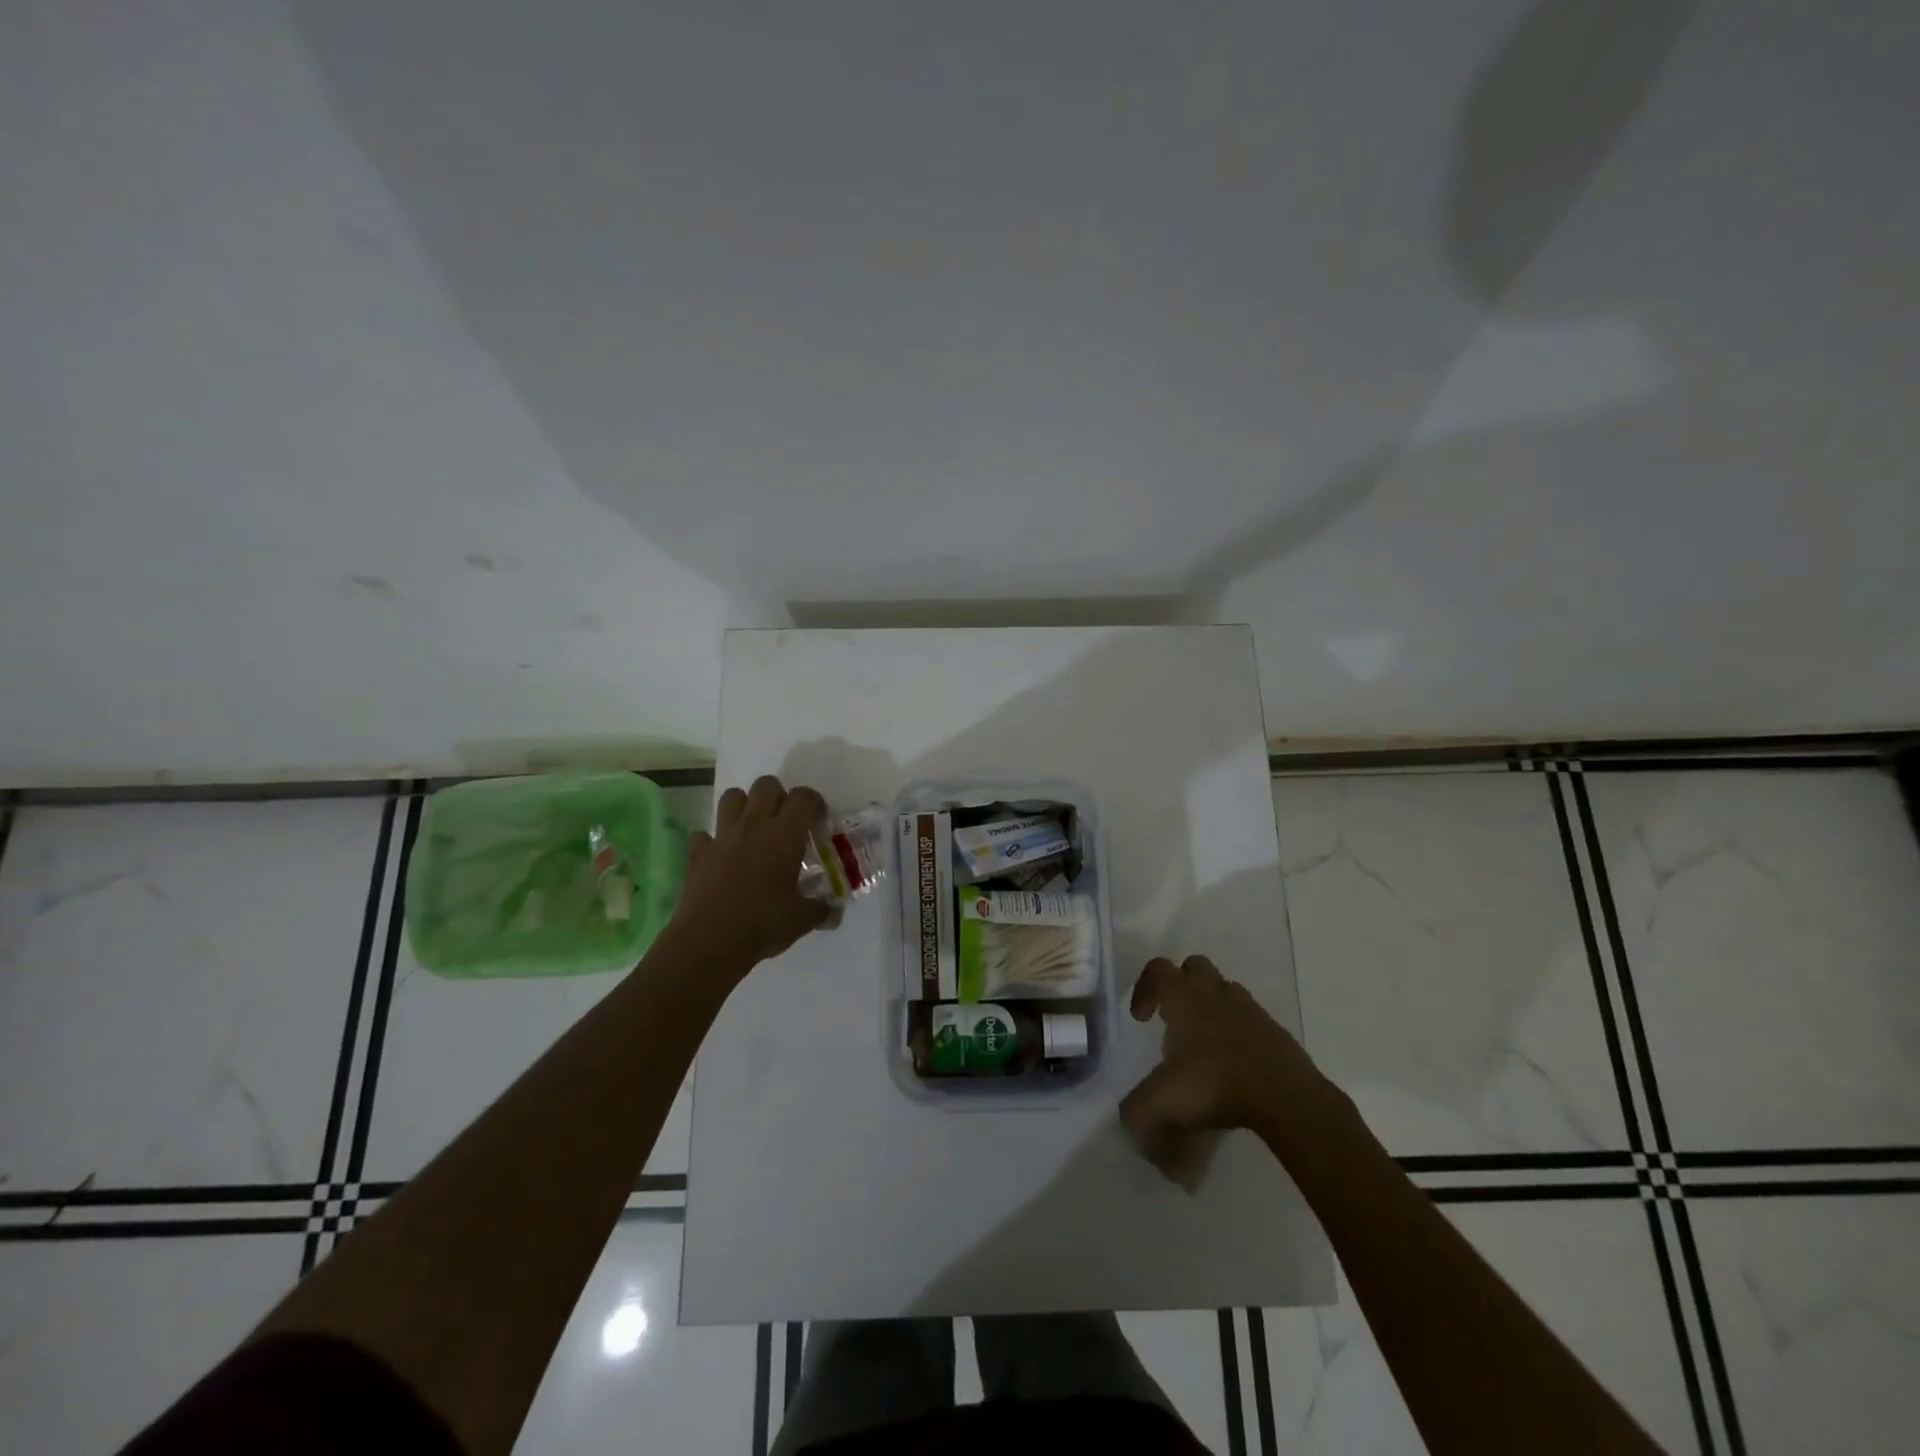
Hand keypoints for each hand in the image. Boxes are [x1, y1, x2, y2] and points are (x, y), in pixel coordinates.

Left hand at [668, 776, 830, 975]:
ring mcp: (722, 837)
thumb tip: (833, 912)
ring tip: (754, 828)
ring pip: (732, 797)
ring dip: (745, 805)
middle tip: (786, 822)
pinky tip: (721, 856)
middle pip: (766, 785)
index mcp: (784, 835)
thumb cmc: (763, 925)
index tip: (819, 820)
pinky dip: (713, 840)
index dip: (814, 803)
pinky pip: (703, 834)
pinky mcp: (697, 853)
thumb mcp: (802, 920)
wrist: (709, 942)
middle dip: (779, 795)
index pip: (803, 798)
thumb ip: (820, 910)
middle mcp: (753, 826)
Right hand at [1120, 956, 1331, 1158]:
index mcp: (1184, 996)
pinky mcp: (1274, 1029)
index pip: (1156, 970)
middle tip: (1172, 1020)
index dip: (1143, 989)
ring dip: (1209, 1006)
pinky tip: (1232, 1063)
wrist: (1285, 1096)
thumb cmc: (1215, 1083)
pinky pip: (1248, 1018)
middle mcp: (1215, 991)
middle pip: (1193, 967)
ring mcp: (1249, 1008)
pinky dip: (1236, 1030)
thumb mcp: (1162, 1101)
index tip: (1141, 1020)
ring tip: (1202, 1044)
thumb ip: (1136, 1110)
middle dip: (1179, 987)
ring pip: (1223, 990)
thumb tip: (1129, 1123)